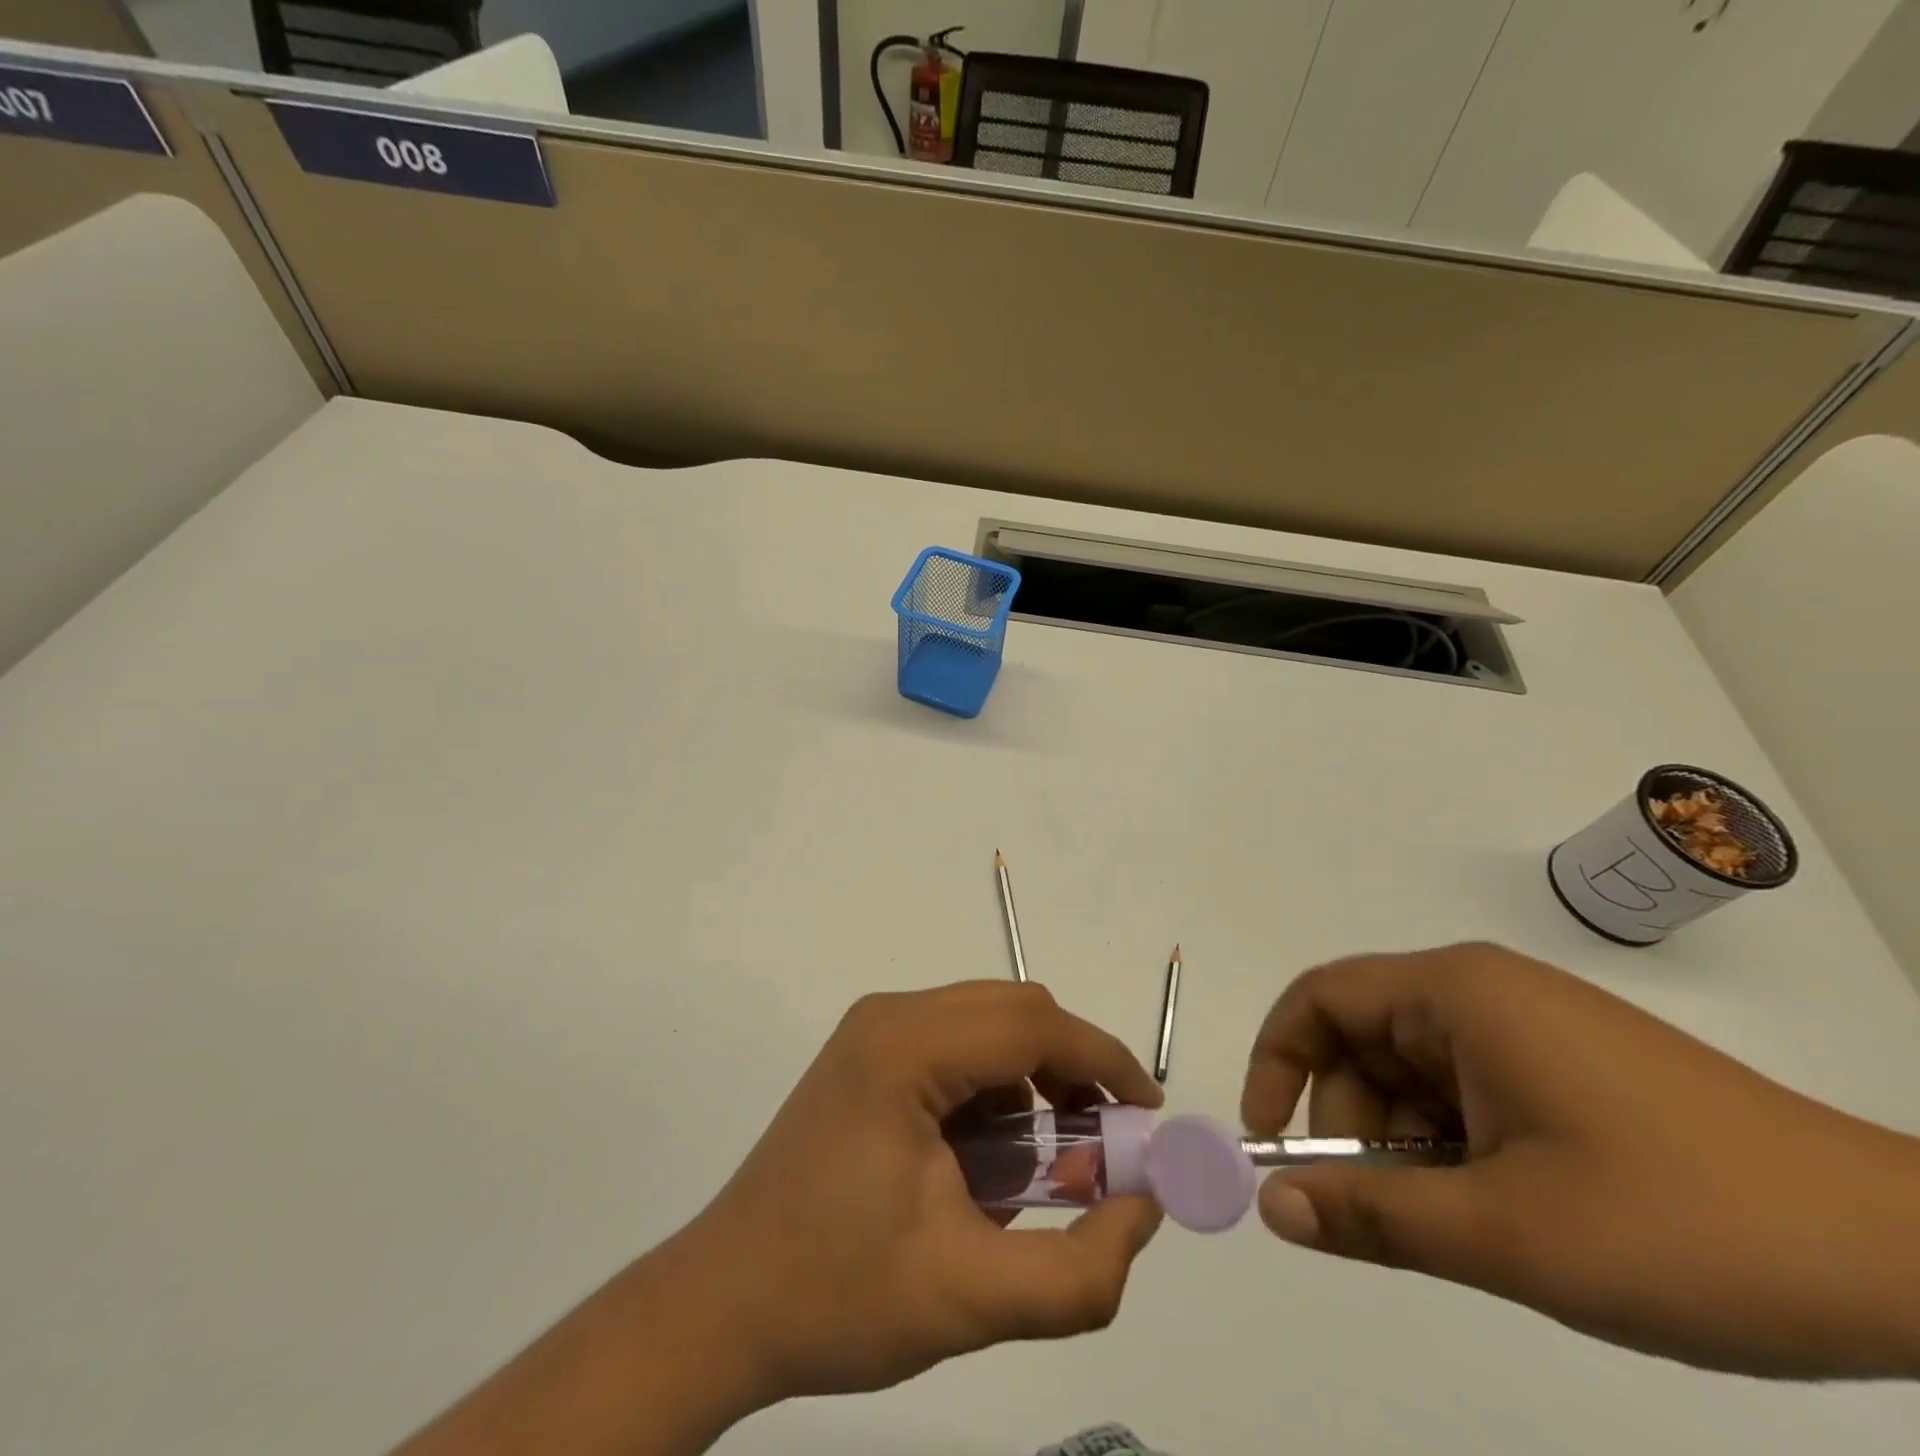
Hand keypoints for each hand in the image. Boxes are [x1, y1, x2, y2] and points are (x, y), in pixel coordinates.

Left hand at [689, 980, 1164, 1400]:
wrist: (723, 1304)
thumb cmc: (839, 1295)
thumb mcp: (972, 1300)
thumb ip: (1079, 1270)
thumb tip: (1144, 1208)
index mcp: (906, 1048)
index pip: (1032, 1025)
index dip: (1103, 1060)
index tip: (1148, 1115)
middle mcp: (890, 1017)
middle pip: (1012, 1012)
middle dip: (1072, 1068)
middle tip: (1103, 1144)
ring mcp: (872, 1031)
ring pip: (986, 1024)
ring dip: (1033, 1079)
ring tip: (1046, 1161)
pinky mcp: (866, 1055)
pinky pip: (955, 1046)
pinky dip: (994, 1087)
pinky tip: (989, 1157)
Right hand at [1240, 943, 1919, 1378]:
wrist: (1919, 1262)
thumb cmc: (1687, 1225)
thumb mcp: (1511, 1235)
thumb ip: (1375, 1218)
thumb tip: (1270, 1207)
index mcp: (1456, 993)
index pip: (1320, 998)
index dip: (1277, 1060)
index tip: (1270, 1138)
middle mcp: (1482, 992)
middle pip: (1364, 1039)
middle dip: (1349, 1121)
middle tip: (1378, 1212)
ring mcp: (1530, 1027)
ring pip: (1415, 1072)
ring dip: (1405, 1143)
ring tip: (1459, 1225)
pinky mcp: (1567, 1066)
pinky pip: (1468, 1090)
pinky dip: (1454, 1145)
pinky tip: (1502, 1209)